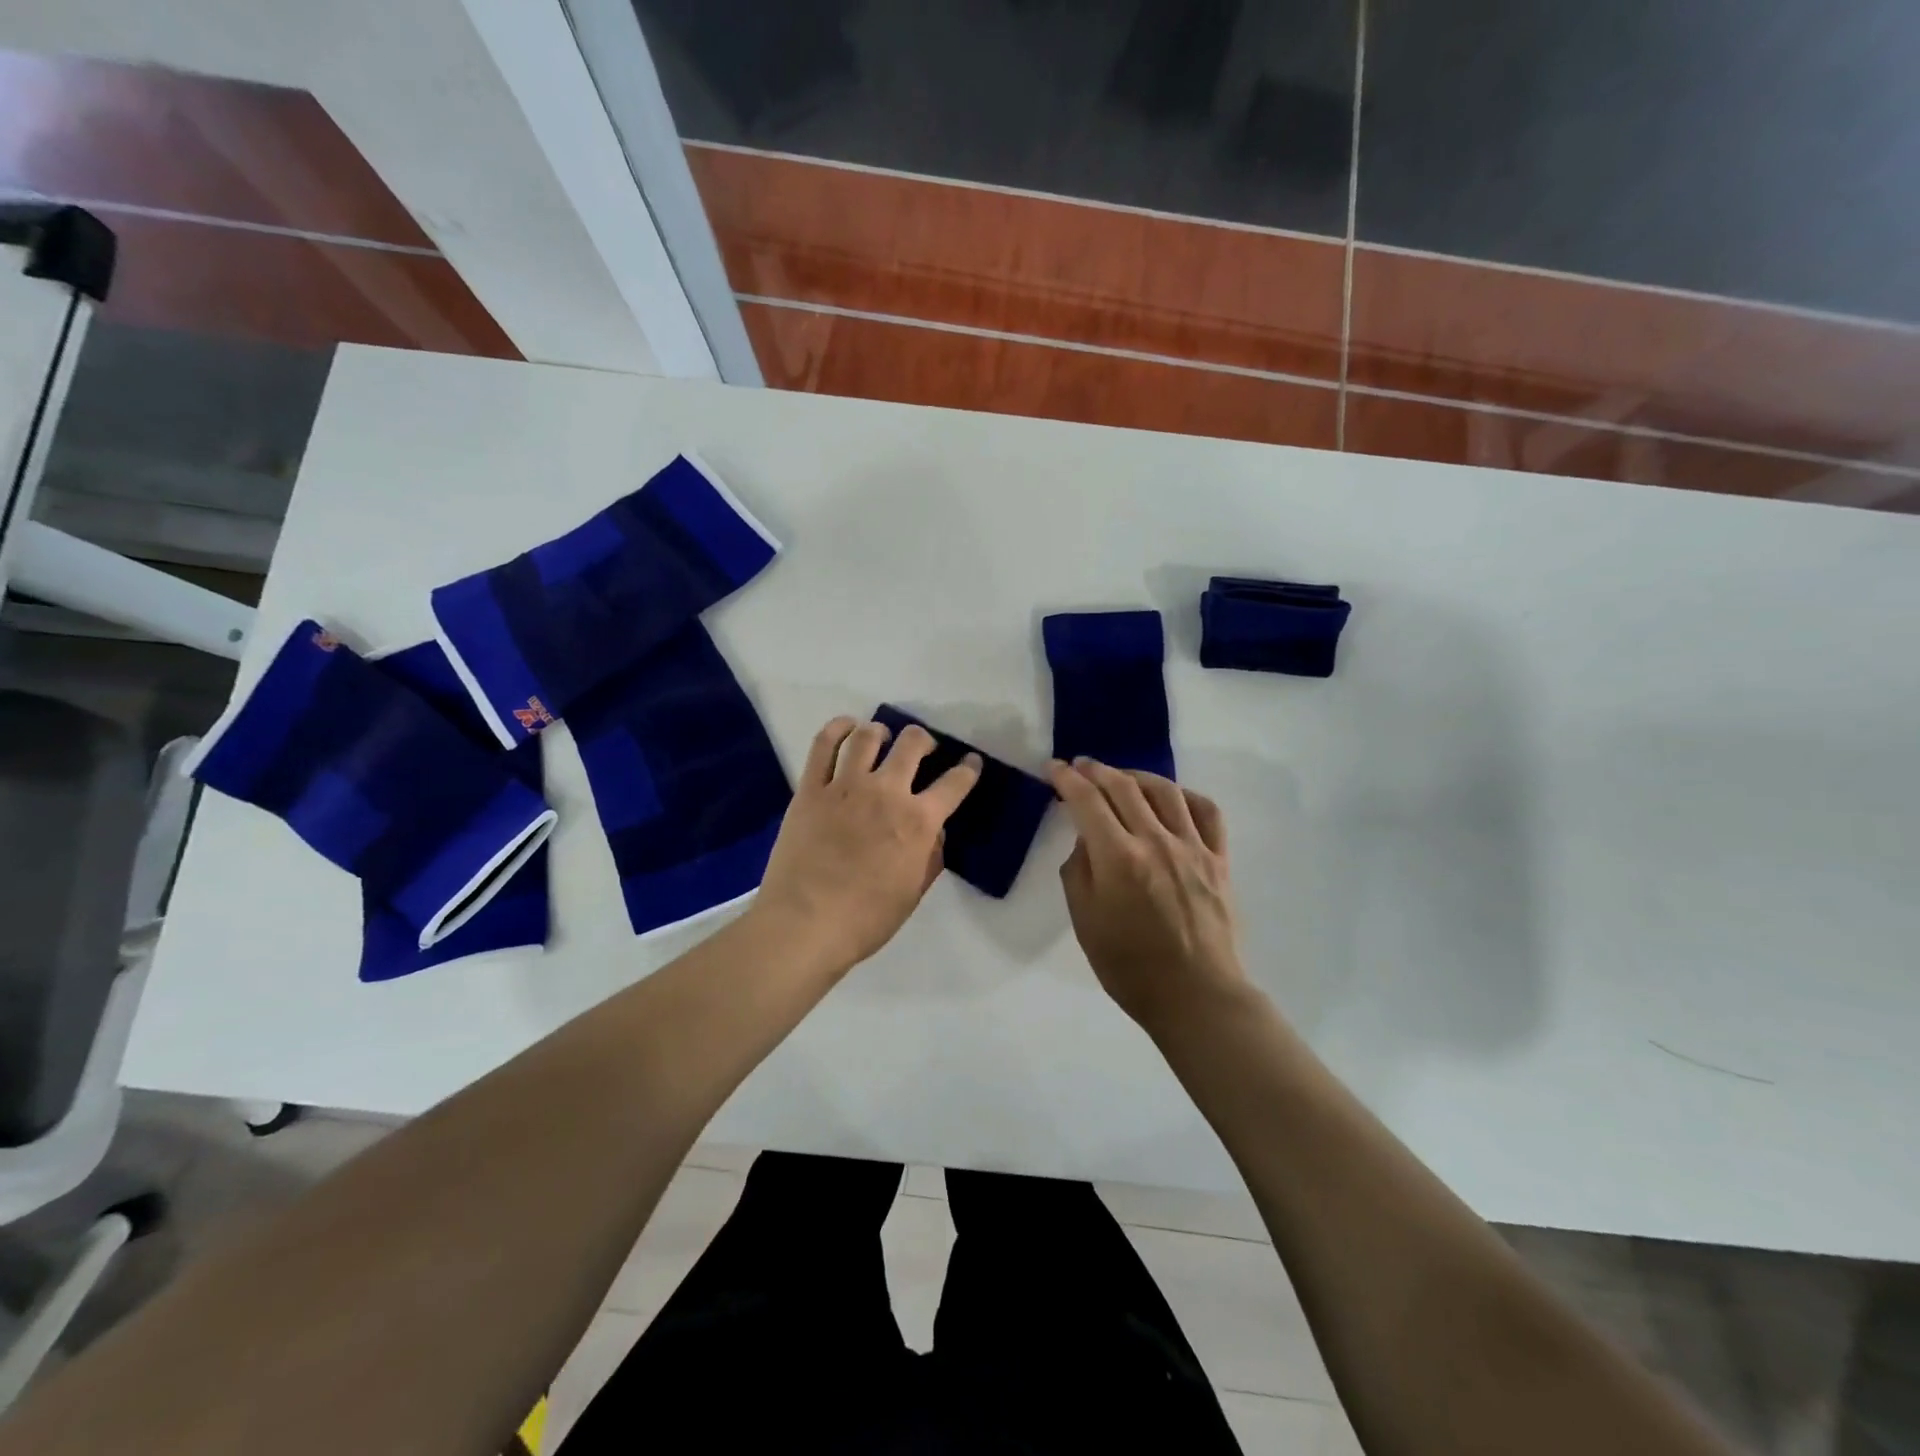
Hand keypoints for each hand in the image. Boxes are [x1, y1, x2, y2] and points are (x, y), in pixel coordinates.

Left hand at [752, 715, 981, 974]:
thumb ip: (931, 856)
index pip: (955, 783)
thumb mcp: (913, 893)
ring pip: (868, 736)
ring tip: (881, 738)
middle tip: (922, 748)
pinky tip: (846, 727)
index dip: (969, 768)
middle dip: (924, 740)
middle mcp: (886, 792)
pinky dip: (837, 728)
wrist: (805, 925)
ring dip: (881, 732)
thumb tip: (935, 832)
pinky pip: (824, 745)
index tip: (971, 762)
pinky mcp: (811, 789)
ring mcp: (846, 786)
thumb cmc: (866, 919)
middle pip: (912, 744)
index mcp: (918, 821)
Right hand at [1047, 757, 1249, 1037]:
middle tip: (1081, 766)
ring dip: (1137, 775)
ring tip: (1122, 777)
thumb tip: (1087, 839)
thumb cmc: (1129, 966)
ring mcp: (1192, 847)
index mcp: (1118, 858)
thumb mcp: (1084, 921)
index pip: (1086, 801)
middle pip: (1123, 786)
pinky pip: (1207, 811)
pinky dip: (1185, 796)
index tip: (1053, 768)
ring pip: (1165, 790)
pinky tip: (1172, 799)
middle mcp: (1156, 841)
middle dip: (1096, 770)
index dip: (1066, 778)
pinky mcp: (1219, 859)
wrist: (1195, 996)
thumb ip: (1079, 871)